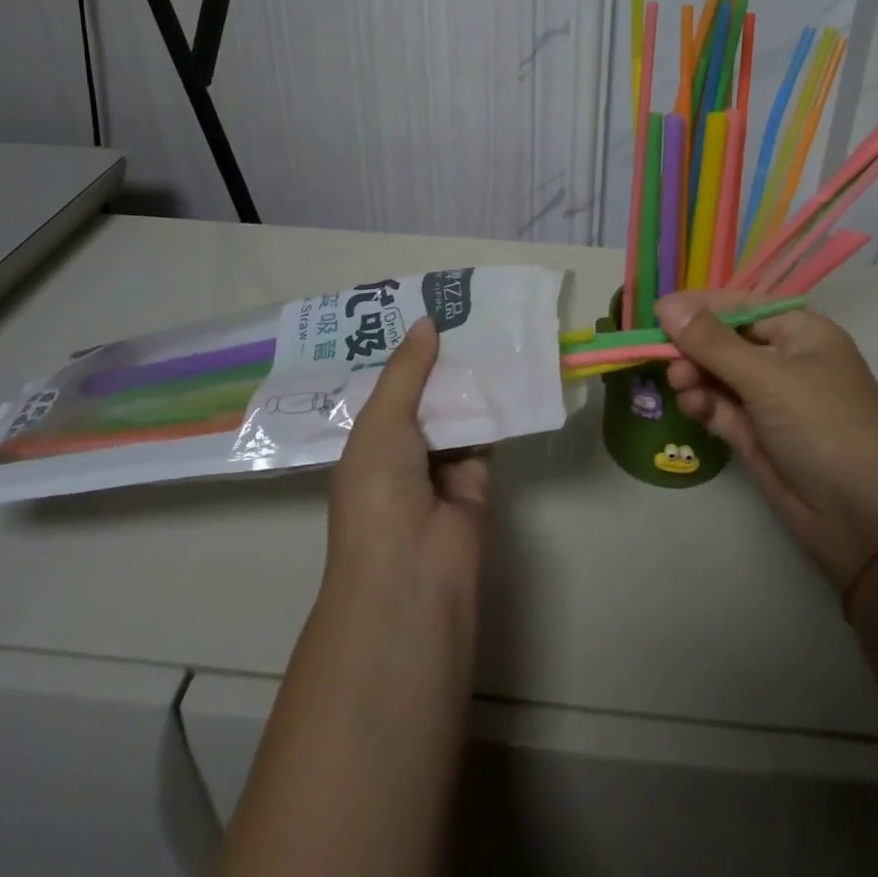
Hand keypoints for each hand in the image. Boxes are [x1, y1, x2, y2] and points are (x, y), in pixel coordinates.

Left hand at [327, 318, 489, 614]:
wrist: (413, 569)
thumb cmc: (379, 489)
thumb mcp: (381, 421)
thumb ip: (406, 371)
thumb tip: (427, 321)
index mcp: (367, 440)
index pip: (387, 387)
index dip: (404, 352)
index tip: (426, 309)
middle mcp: (402, 450)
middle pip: (425, 394)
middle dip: (441, 359)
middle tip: (466, 309)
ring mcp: (439, 465)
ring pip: (457, 410)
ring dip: (470, 378)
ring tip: (490, 326)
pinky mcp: (477, 477)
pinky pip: (486, 432)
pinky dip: (496, 406)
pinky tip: (509, 367)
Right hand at [657, 290, 877, 589]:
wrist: (864, 520)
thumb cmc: (823, 426)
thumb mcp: (767, 377)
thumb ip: (712, 342)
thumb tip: (666, 305)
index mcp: (801, 332)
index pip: (741, 305)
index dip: (700, 307)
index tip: (656, 313)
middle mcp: (786, 359)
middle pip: (725, 340)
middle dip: (693, 346)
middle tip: (664, 358)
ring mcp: (772, 399)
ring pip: (719, 374)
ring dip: (694, 375)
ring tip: (679, 386)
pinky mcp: (759, 434)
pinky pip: (721, 406)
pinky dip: (703, 403)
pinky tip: (691, 406)